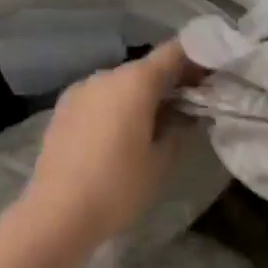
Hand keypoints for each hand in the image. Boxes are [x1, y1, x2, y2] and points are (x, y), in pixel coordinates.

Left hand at [19, 40, 198, 267]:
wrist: (55, 216)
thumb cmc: (118, 187)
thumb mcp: (162, 161)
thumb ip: (181, 128)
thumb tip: (188, 113)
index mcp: (136, 80)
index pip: (175, 52)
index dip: (197, 58)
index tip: (212, 76)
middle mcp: (107, 75)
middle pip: (147, 68)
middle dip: (171, 81)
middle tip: (191, 105)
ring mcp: (81, 90)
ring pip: (122, 83)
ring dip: (142, 95)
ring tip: (155, 124)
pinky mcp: (63, 109)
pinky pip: (100, 98)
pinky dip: (117, 106)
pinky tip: (121, 135)